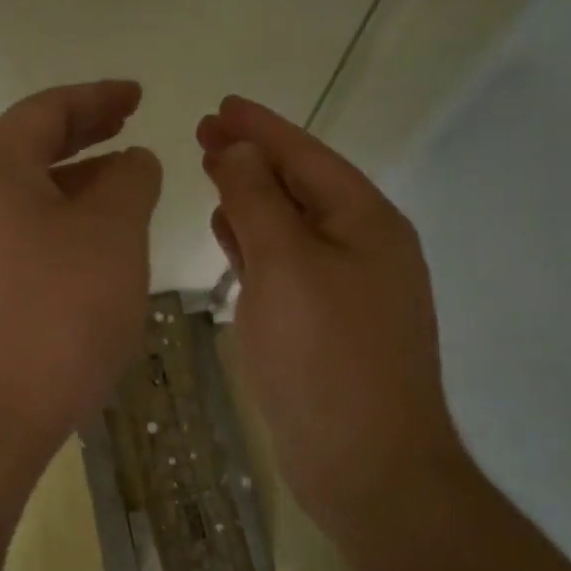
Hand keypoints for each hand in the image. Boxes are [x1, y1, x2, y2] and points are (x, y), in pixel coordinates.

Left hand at [0, 80, 162, 454]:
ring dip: (71, 185)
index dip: (96, 98)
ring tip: (119, 189)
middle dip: (82, 136)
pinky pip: (12, 237)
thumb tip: (131, 161)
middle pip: (26, 150)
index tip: (137, 97)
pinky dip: (53, 225)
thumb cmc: (55, 314)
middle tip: (128, 129)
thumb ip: (129, 181)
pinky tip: (86, 248)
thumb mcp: (111, 234)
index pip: (45, 112)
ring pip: (20, 197)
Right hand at [197, 96, 458, 535]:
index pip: (307, 156)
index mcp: (366, 223)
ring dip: (254, 198)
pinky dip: (258, 244)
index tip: (221, 104)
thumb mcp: (286, 267)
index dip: (262, 127)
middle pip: (301, 186)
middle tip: (204, 134)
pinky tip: (230, 235)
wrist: (367, 466)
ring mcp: (347, 290)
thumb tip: (239, 150)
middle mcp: (364, 248)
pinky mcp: (326, 324)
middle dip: (253, 158)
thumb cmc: (325, 358)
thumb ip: (258, 202)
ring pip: (292, 226)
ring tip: (214, 172)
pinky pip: (287, 265)